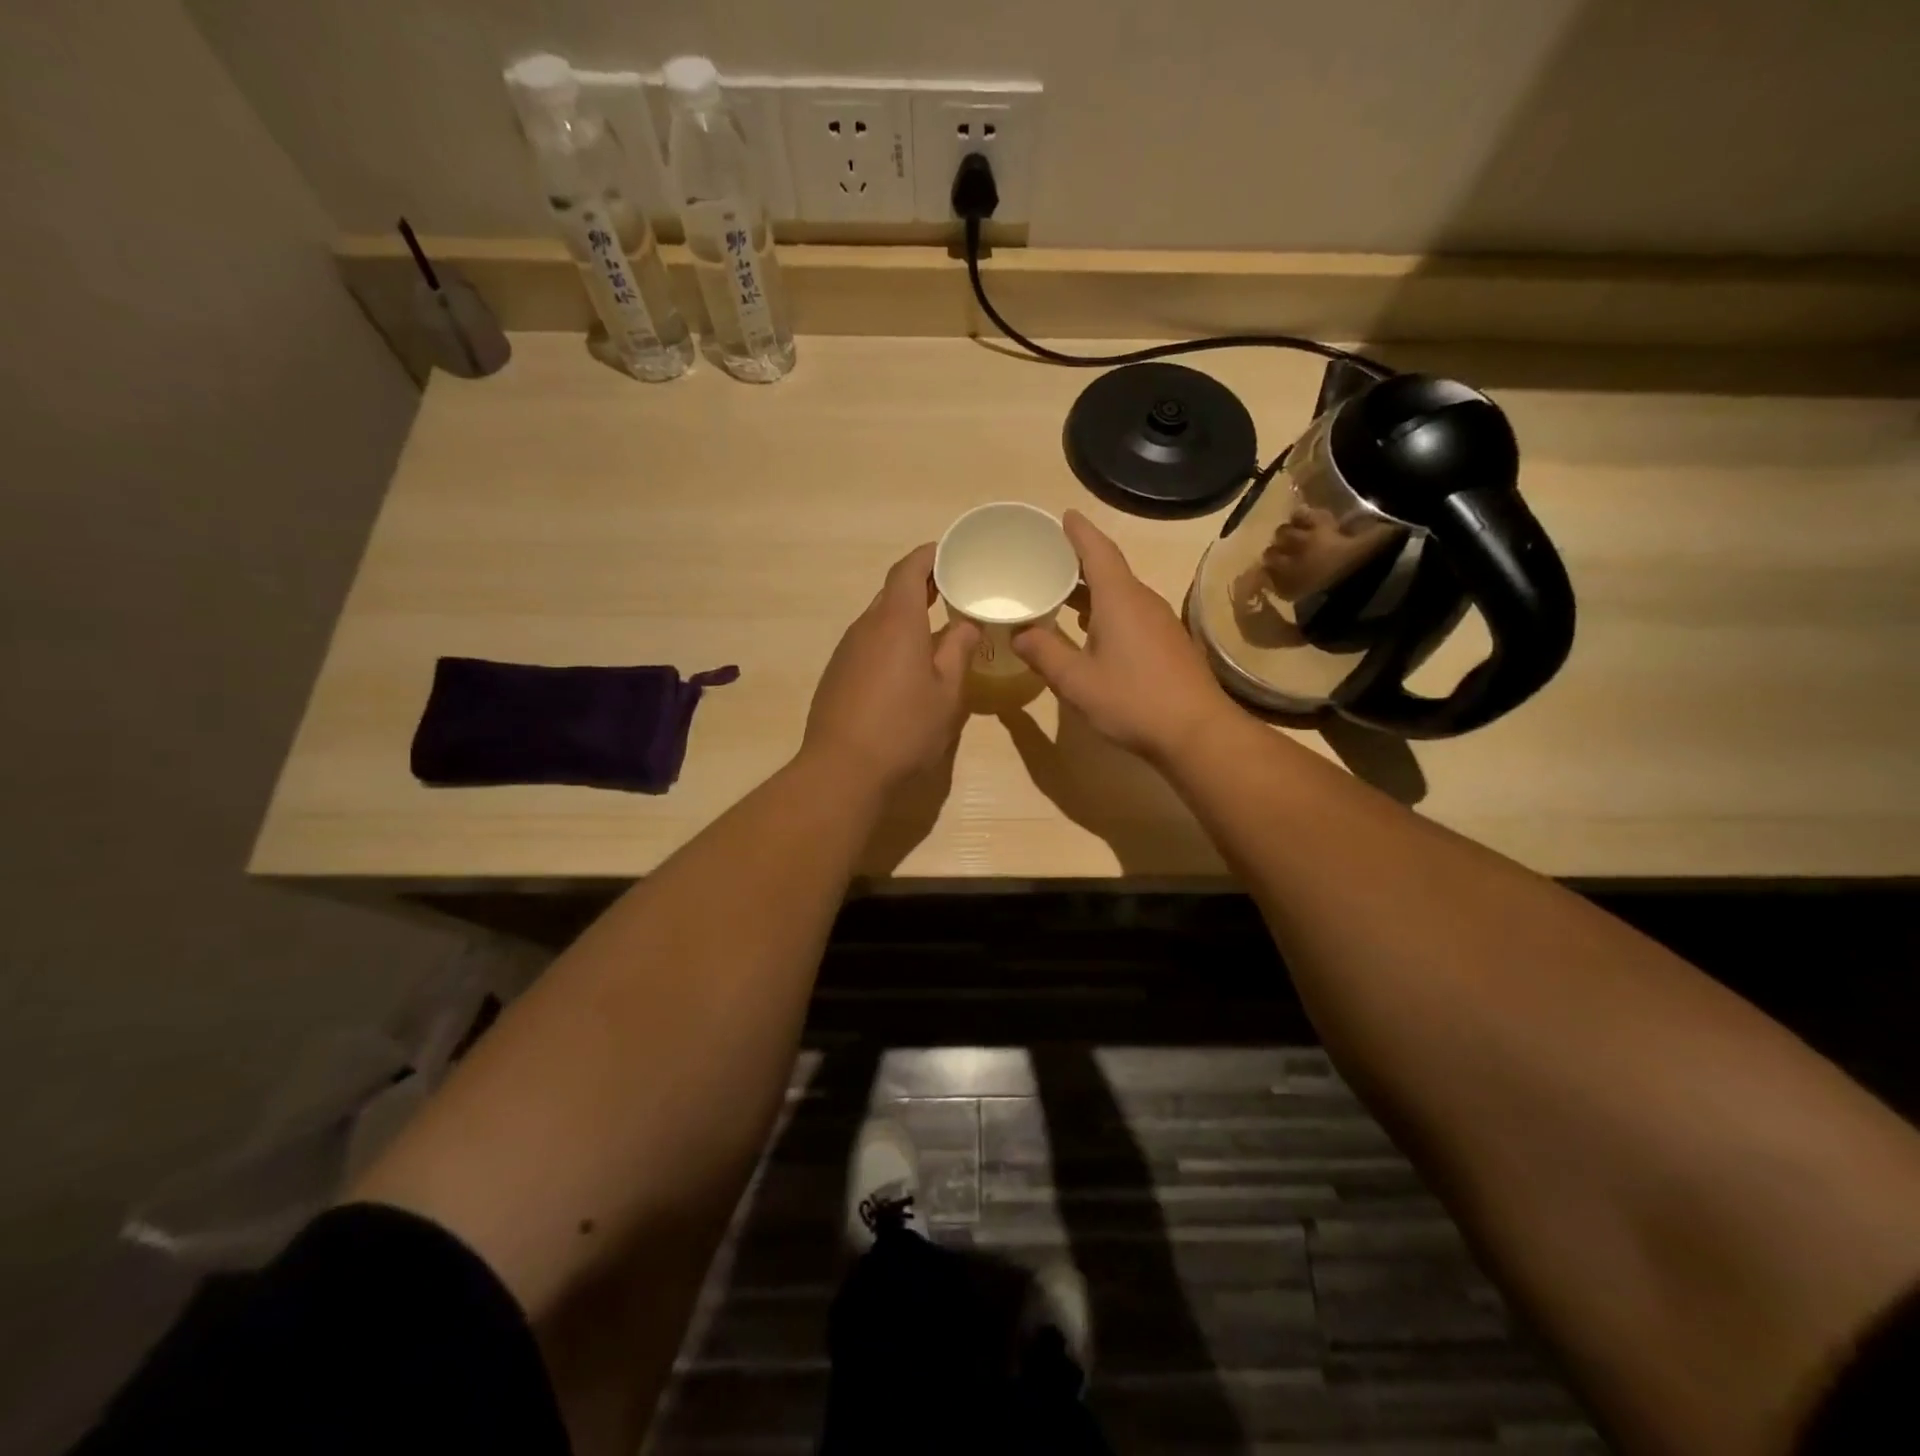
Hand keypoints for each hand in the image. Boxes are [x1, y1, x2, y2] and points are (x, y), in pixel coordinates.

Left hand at [802, 543, 980, 790]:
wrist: (842, 770)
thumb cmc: (904, 728)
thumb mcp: (947, 692)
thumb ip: (958, 650)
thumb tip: (966, 623)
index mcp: (896, 621)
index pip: (909, 569)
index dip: (929, 556)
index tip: (951, 554)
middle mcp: (866, 627)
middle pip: (892, 592)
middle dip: (921, 585)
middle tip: (952, 590)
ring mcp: (846, 651)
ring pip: (878, 619)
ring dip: (905, 616)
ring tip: (934, 628)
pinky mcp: (836, 674)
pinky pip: (867, 643)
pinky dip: (890, 640)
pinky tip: (905, 667)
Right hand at [1012, 510, 1233, 763]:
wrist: (1197, 732)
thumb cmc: (1133, 700)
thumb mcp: (1076, 681)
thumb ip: (1044, 653)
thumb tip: (1020, 634)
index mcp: (1120, 599)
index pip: (1098, 551)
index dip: (1079, 532)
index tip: (1064, 515)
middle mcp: (1143, 601)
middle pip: (1109, 569)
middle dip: (1079, 561)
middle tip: (1048, 559)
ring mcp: (1160, 622)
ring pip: (1121, 594)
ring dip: (1092, 590)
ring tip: (1062, 594)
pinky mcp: (1168, 644)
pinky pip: (1132, 613)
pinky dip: (1107, 611)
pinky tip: (1092, 631)